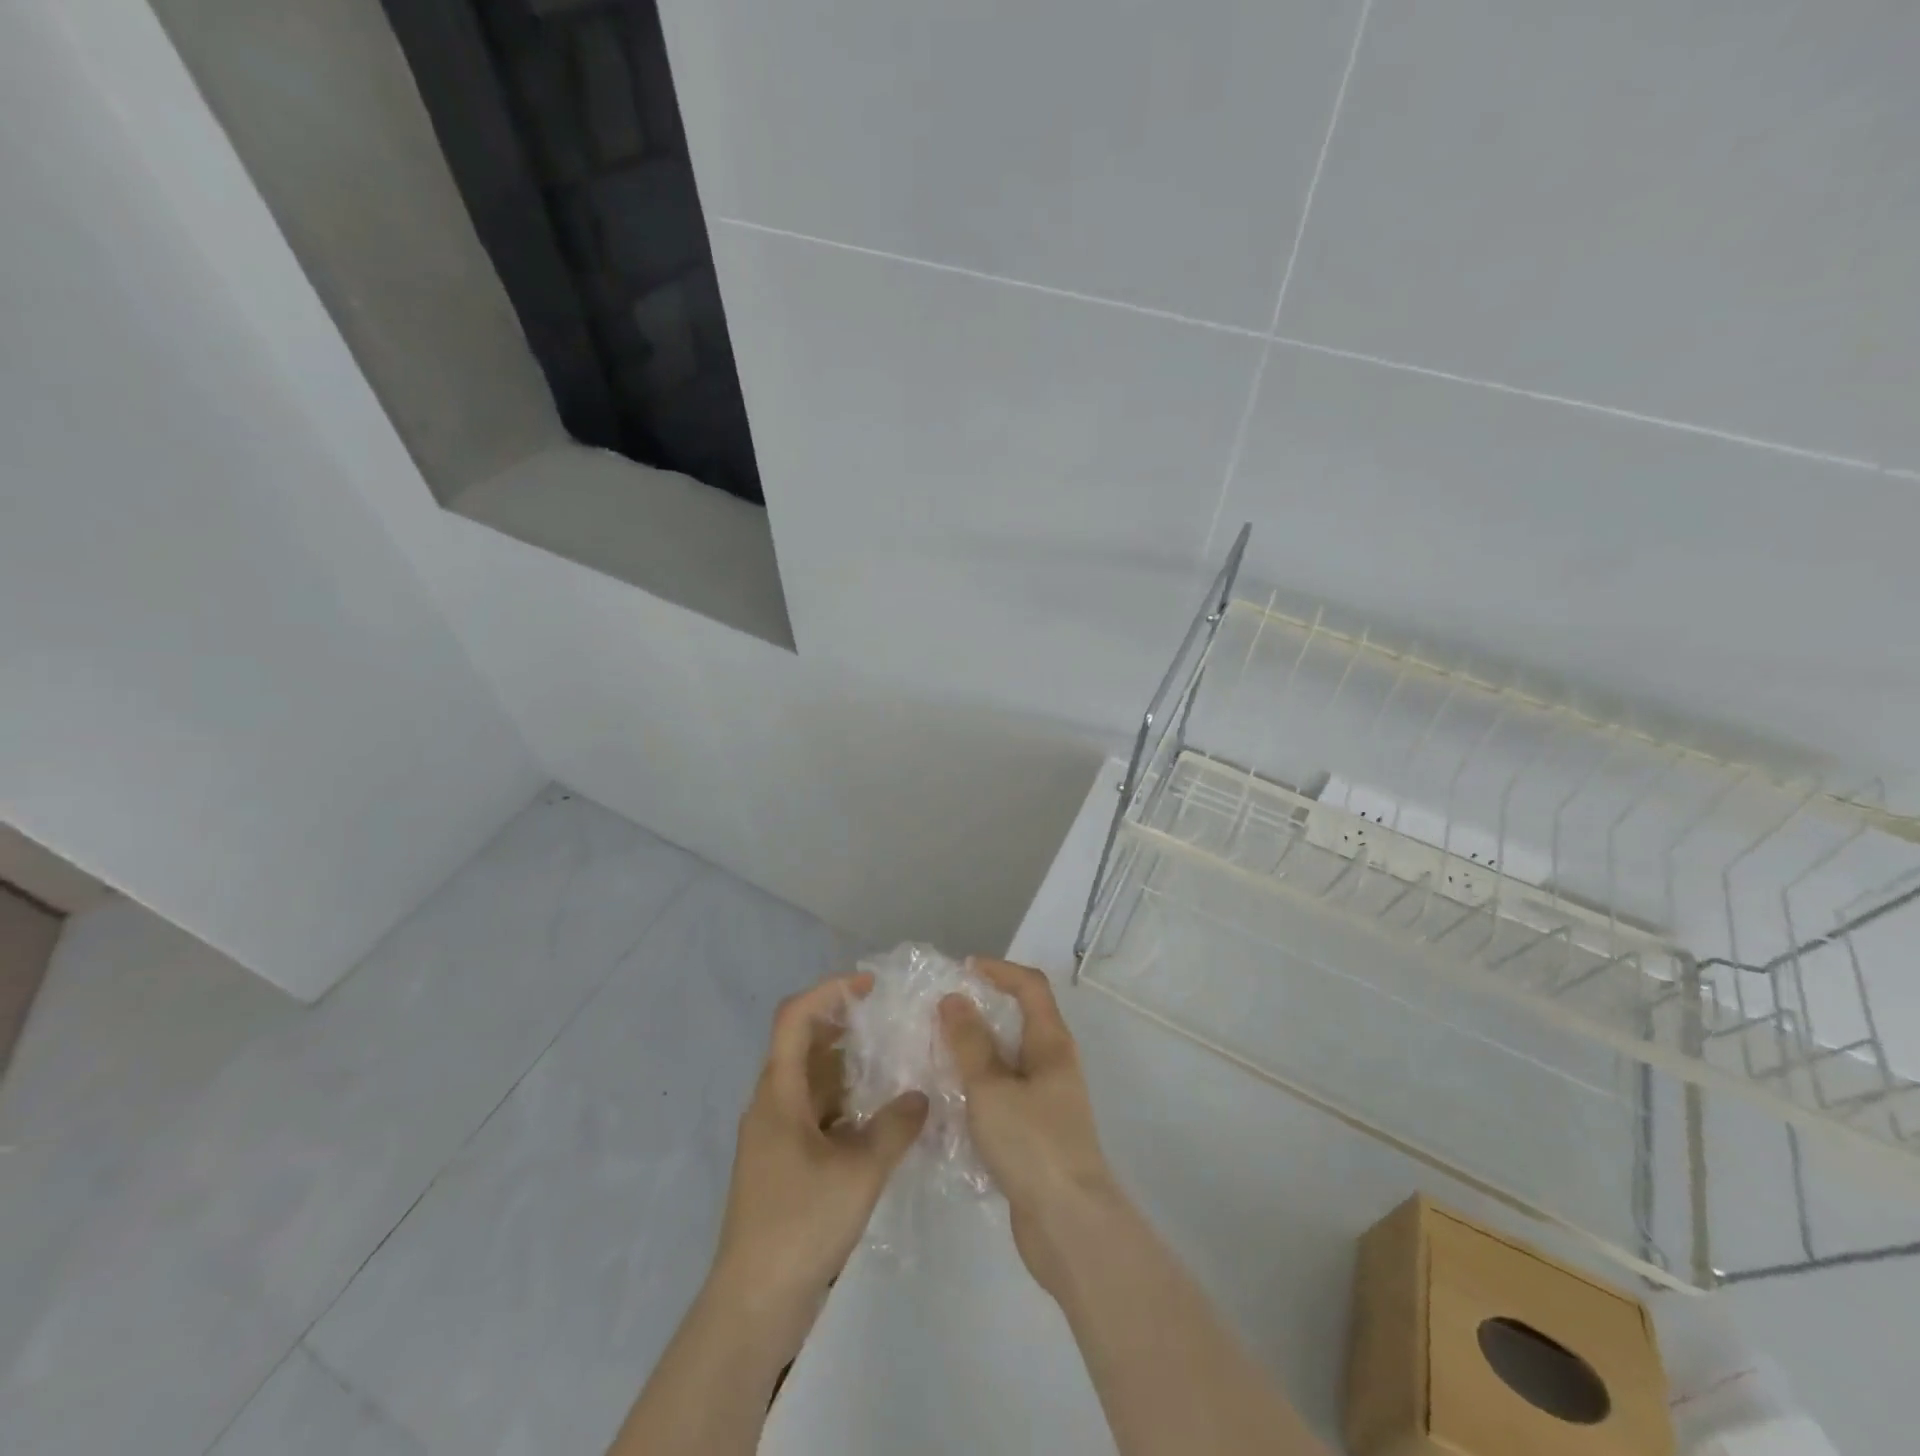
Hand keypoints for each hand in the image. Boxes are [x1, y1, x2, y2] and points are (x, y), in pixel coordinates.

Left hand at [708, 973, 927, 1355]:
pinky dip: (846, 1102)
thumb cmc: (800, 1225)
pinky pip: (816, 1112)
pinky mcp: (785, 1163)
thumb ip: (895, 1127)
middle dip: (844, 1023)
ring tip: (893, 1060)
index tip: (870, 985)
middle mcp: (772, 1104)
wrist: (754, 1304)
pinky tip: (880, 1115)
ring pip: (812, 1080)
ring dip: (848, 1065)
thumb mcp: (859, 1171)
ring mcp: (776, 1135)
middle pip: (803, 1043)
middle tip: (889, 1019)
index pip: (794, 1017)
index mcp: (778, 1093)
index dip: (830, 991)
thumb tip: (919, 1096)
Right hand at [939, 958, 1124, 1296]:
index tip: (961, 970)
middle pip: (1020, 1018)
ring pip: (1009, 1058)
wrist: (1069, 1225)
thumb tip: (954, 998)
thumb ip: (970, 1042)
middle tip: (939, 1012)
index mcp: (1051, 1043)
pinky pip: (1004, 1092)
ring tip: (935, 1052)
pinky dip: (978, 1085)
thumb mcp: (991, 1088)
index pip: (1030, 986)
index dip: (999, 970)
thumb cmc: (1032, 1144)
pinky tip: (949, 1099)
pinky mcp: (1036, 1130)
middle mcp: (1053, 1063)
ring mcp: (1047, 1099)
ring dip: (976, 1049)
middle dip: (981, 1009)